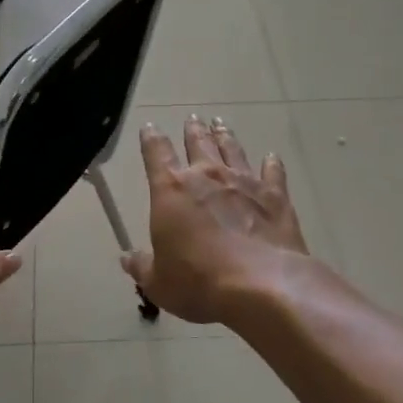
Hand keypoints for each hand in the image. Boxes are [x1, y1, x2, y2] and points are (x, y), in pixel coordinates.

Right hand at [123, 115, 309, 323]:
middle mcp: (207, 176)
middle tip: (193, 118)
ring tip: (221, 124)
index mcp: (171, 190)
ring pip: (232, 149)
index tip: (149, 127)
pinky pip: (272, 172)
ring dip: (225, 136)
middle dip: (192, 129)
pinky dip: (271, 164)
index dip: (151, 139)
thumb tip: (127, 259)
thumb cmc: (199, 281)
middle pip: (198, 143)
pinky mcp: (275, 196)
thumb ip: (142, 267)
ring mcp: (244, 182)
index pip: (156, 153)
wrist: (261, 283)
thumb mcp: (159, 283)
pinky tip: (271, 157)